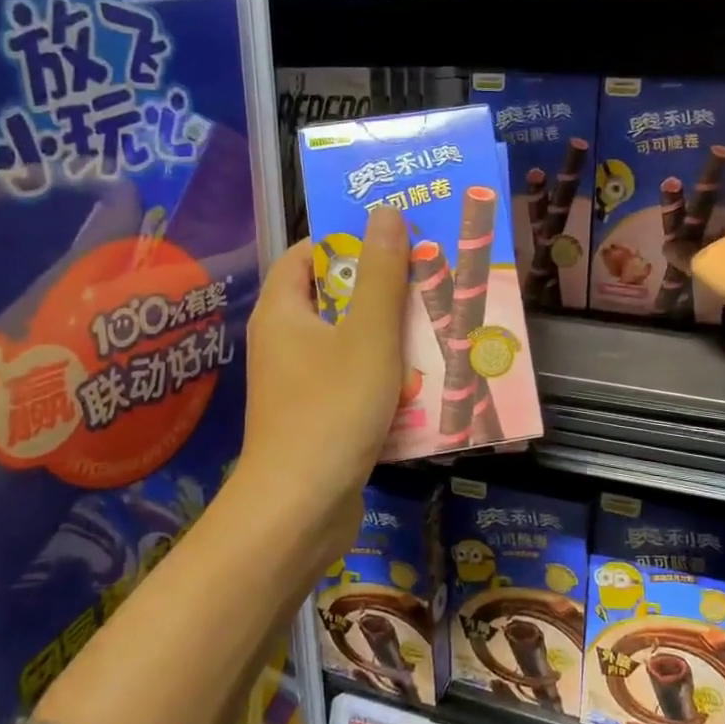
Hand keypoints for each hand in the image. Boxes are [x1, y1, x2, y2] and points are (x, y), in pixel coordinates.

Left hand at [241, 207, 409, 521]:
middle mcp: (286, 341)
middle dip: (384, 288)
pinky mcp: (319, 416)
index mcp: (283, 311)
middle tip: (432, 278)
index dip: (350, 240)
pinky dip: (387, 373)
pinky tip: (427, 378)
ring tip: (440, 324)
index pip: (309, 254)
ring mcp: (301, 382)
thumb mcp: (368, 335)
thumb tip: (386, 213)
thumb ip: (381, 274)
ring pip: (352, 342)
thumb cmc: (332, 409)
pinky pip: (356, 379)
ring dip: (393, 334)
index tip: (398, 236)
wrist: (300, 510)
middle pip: (337, 298)